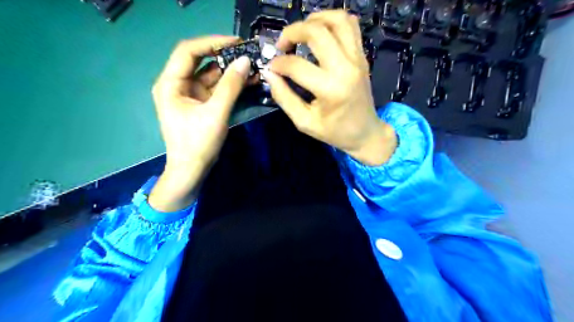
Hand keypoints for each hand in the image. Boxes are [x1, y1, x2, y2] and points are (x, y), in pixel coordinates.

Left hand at [148, 37, 250, 211]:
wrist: (192, 171)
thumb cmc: (198, 143)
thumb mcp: (215, 113)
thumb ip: (230, 86)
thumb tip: (245, 61)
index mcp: (171, 84)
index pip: (188, 51)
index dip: (211, 42)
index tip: (236, 42)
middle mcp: (178, 85)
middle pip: (201, 62)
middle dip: (224, 57)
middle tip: (248, 53)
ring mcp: (190, 95)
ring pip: (211, 75)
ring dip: (230, 71)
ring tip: (252, 67)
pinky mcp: (201, 104)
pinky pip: (216, 89)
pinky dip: (230, 85)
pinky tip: (246, 80)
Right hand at [261, 9, 396, 165]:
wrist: (365, 132)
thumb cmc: (335, 132)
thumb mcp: (304, 122)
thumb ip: (284, 98)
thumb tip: (269, 74)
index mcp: (330, 89)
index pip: (296, 66)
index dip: (278, 64)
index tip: (271, 68)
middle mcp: (346, 68)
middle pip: (317, 32)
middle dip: (292, 32)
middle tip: (282, 45)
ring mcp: (357, 58)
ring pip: (337, 20)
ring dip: (314, 20)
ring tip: (301, 33)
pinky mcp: (362, 56)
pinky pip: (350, 25)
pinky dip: (332, 21)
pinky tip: (320, 33)